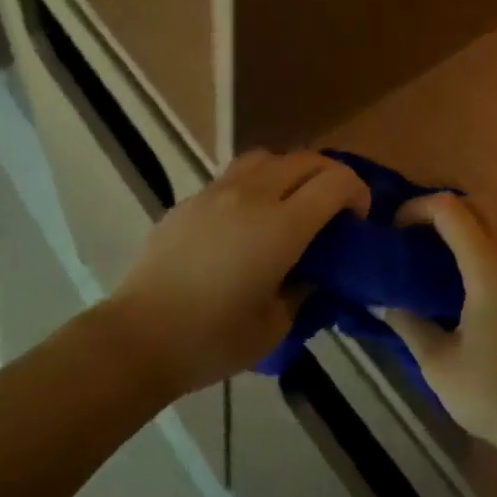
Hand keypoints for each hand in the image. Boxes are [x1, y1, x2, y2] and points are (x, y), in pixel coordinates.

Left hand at [103, 150, 370, 397]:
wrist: (139, 337)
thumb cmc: (213, 339)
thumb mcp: (276, 325)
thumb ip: (303, 289)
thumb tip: (312, 271)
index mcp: (282, 226)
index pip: (336, 182)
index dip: (357, 192)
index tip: (357, 218)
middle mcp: (253, 196)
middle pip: (306, 159)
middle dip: (331, 176)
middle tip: (334, 209)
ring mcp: (217, 191)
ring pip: (269, 157)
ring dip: (292, 171)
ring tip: (290, 203)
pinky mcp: (191, 199)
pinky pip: (236, 174)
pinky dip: (258, 182)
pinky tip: (248, 218)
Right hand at [385, 193, 496, 466]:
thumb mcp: (440, 365)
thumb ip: (408, 324)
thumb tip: (380, 301)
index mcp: (488, 266)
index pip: (449, 208)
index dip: (416, 207)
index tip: (393, 230)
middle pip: (477, 204)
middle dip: (440, 210)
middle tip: (412, 237)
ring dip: (465, 225)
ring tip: (436, 255)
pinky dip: (484, 244)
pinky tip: (468, 280)